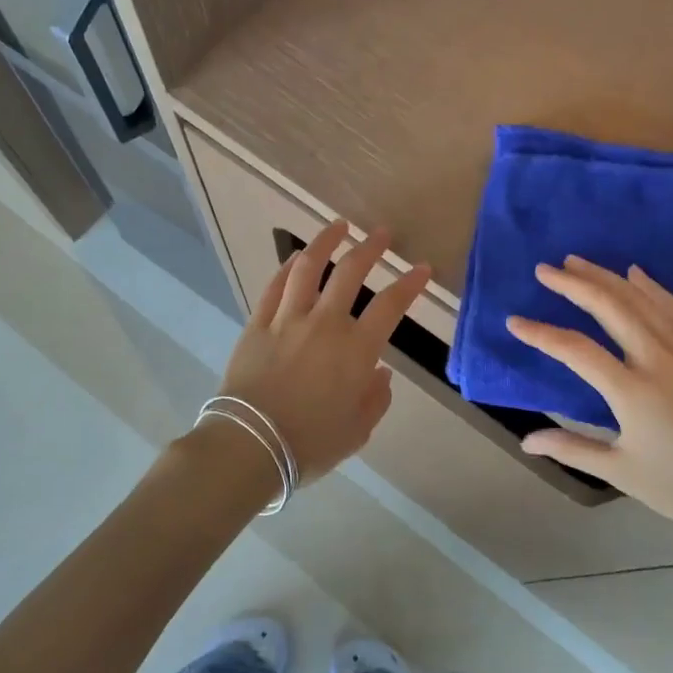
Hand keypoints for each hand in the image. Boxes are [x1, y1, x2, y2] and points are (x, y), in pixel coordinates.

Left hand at [215, 220, 431, 481]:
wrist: (251, 445)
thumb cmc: (310, 444)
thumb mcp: (357, 430)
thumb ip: (375, 398)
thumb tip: (379, 372)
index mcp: (356, 350)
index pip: (391, 305)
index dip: (410, 284)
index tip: (422, 269)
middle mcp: (324, 324)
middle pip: (350, 271)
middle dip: (370, 248)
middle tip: (381, 233)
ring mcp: (287, 319)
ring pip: (308, 267)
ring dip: (325, 242)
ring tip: (338, 226)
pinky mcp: (257, 324)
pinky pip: (274, 286)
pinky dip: (288, 267)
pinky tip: (297, 258)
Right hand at [506, 257, 672, 542]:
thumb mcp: (620, 472)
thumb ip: (571, 448)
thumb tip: (526, 441)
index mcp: (633, 392)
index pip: (575, 349)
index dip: (541, 334)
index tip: (514, 321)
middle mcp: (659, 360)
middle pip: (609, 307)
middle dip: (573, 284)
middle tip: (544, 270)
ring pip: (642, 300)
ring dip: (607, 277)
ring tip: (577, 261)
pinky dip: (653, 287)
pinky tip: (636, 274)